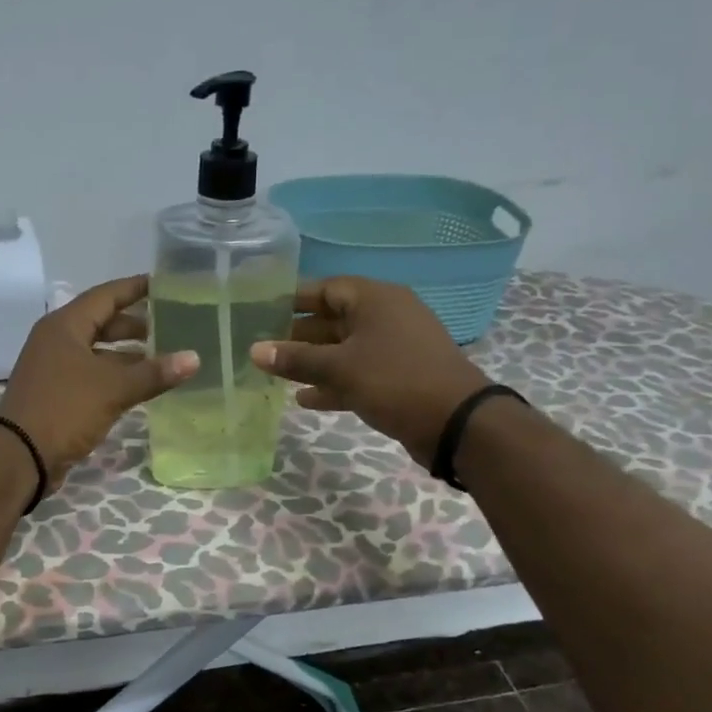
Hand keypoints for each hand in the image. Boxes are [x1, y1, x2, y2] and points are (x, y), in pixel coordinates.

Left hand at [0, 275, 198, 486]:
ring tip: (163, 357)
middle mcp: (57, 341)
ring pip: (98, 352)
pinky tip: (140, 386)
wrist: (19, 456)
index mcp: (65, 326)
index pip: (105, 295)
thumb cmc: (64, 409)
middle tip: (171, 325)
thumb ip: (154, 373)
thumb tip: (194, 358)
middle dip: (135, 324)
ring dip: (127, 354)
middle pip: (101, 323)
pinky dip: (115, 376)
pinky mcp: (57, 394)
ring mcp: (55, 368)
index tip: (165, 284)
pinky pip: (92, 375)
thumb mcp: (113, 388)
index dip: (135, 288)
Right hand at [250, 277, 491, 467]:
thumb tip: (254, 350)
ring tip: (275, 375)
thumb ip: (296, 359)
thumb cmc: (395, 380)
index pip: (325, 289)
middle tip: (262, 348)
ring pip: (343, 350)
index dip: (292, 299)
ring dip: (312, 363)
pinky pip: (357, 373)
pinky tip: (305, 400)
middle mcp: (385, 317)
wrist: (457, 423)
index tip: (259, 311)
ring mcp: (394, 348)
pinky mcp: (398, 377)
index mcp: (375, 300)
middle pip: (332, 320)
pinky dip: (333, 383)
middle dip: (297, 336)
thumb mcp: (340, 368)